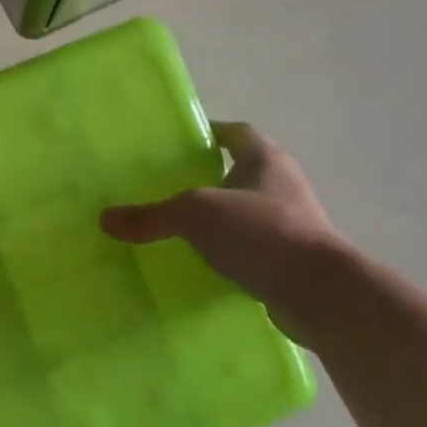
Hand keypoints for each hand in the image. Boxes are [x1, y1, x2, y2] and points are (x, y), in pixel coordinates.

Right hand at [101, 123, 349, 346]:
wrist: (320, 293)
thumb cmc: (262, 233)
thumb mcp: (197, 215)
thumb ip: (152, 216)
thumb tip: (106, 219)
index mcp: (266, 159)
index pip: (237, 132)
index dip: (211, 132)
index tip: (181, 143)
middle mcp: (282, 185)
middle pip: (241, 172)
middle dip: (208, 177)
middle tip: (166, 186)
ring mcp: (290, 223)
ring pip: (245, 212)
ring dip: (218, 218)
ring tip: (177, 228)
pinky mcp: (289, 259)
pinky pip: (250, 247)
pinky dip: (228, 252)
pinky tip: (201, 265)